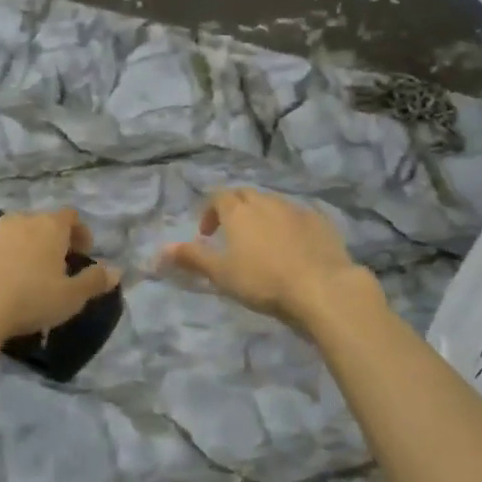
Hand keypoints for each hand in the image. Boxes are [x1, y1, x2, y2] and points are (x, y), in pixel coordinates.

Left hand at [0, 209, 119, 346]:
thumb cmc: (30, 299)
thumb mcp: (71, 297)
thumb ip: (94, 281)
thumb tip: (116, 271)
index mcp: (49, 227)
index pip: (70, 216)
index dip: (80, 232)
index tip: (83, 253)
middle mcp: (19, 222)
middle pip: (39, 224)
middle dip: (49, 241)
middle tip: (55, 267)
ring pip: (11, 237)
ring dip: (20, 251)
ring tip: (23, 279)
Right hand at [158, 188, 378, 329]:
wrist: (321, 287)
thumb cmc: (263, 281)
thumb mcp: (221, 274)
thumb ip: (192, 258)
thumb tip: (160, 249)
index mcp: (239, 211)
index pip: (219, 197)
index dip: (210, 211)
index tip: (207, 234)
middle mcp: (266, 202)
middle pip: (245, 194)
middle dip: (235, 208)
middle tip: (232, 233)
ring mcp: (295, 209)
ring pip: (272, 202)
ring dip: (262, 215)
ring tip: (262, 241)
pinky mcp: (320, 221)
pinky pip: (298, 215)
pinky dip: (288, 224)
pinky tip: (293, 246)